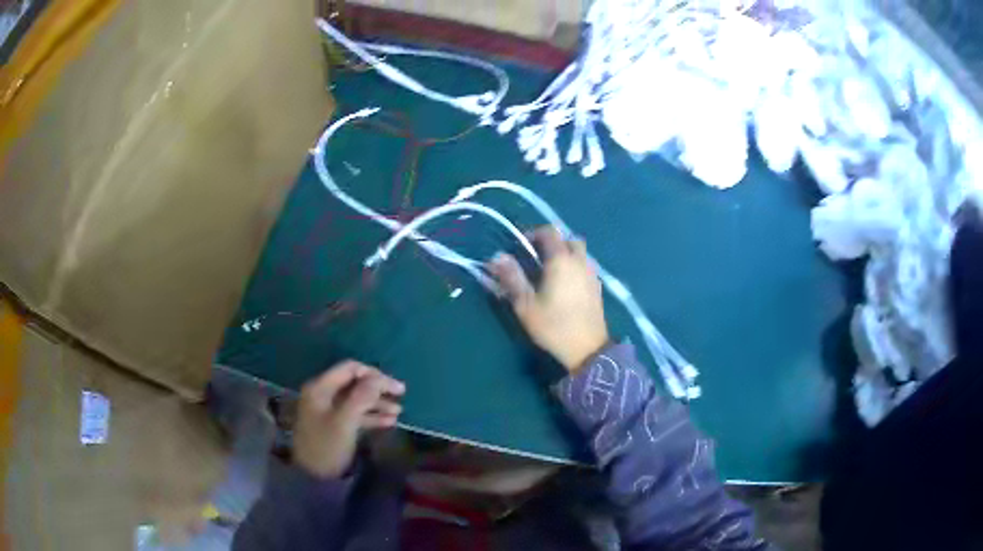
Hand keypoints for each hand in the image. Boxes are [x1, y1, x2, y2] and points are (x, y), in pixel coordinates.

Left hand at [294, 361, 405, 477]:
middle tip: (401, 396)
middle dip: (378, 389)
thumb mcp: (345, 421)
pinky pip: (354, 414)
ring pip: (356, 399)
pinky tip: (389, 422)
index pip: (350, 369)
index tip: (395, 387)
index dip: (374, 374)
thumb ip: (362, 396)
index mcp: (320, 387)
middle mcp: (323, 394)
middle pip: (354, 383)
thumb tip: (380, 378)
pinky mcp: (333, 424)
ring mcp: (327, 410)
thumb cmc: (327, 446)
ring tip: (398, 412)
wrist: (312, 477)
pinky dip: (371, 415)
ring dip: (377, 403)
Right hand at [488, 226, 608, 371]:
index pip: (549, 232)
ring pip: (580, 253)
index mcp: (561, 260)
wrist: (587, 349)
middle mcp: (580, 261)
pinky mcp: (597, 288)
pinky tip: (565, 286)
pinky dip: (575, 268)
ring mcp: (592, 274)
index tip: (520, 245)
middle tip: (537, 258)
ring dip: (565, 255)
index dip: (533, 233)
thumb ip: (512, 277)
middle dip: (553, 243)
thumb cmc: (553, 325)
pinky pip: (585, 267)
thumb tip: (497, 257)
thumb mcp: (525, 304)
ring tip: (550, 273)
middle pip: (568, 240)